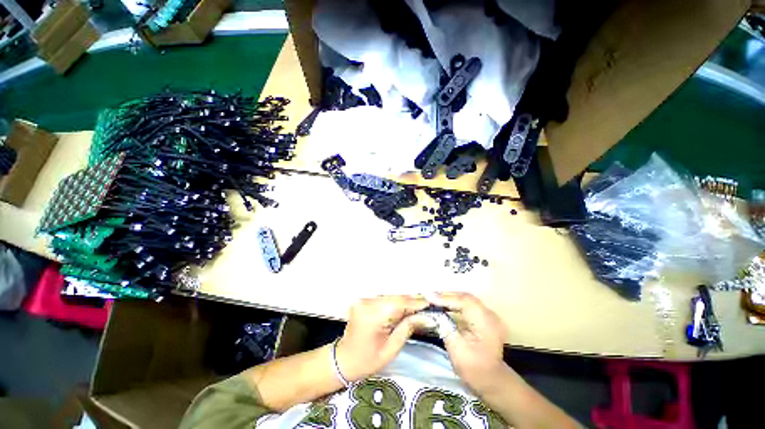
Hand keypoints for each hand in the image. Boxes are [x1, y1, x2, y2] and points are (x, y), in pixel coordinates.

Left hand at [336, 295, 430, 381]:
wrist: (343, 360)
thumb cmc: (366, 361)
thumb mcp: (391, 349)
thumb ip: (407, 328)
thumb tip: (425, 316)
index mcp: (373, 316)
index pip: (400, 304)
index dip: (416, 303)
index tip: (431, 303)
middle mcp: (367, 303)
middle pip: (395, 297)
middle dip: (412, 301)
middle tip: (426, 306)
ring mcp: (364, 299)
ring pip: (390, 295)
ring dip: (404, 300)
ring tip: (417, 307)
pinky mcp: (364, 300)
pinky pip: (384, 297)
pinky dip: (395, 301)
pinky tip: (403, 307)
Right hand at [425, 292, 508, 394]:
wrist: (492, 382)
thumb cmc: (474, 369)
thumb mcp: (456, 349)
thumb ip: (445, 326)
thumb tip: (433, 311)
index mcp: (485, 322)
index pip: (463, 302)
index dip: (445, 298)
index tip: (427, 296)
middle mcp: (490, 314)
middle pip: (465, 297)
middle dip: (446, 295)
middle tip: (429, 296)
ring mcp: (489, 315)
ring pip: (467, 298)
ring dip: (450, 297)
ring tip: (434, 298)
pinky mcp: (485, 317)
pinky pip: (469, 304)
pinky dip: (456, 302)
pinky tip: (445, 304)